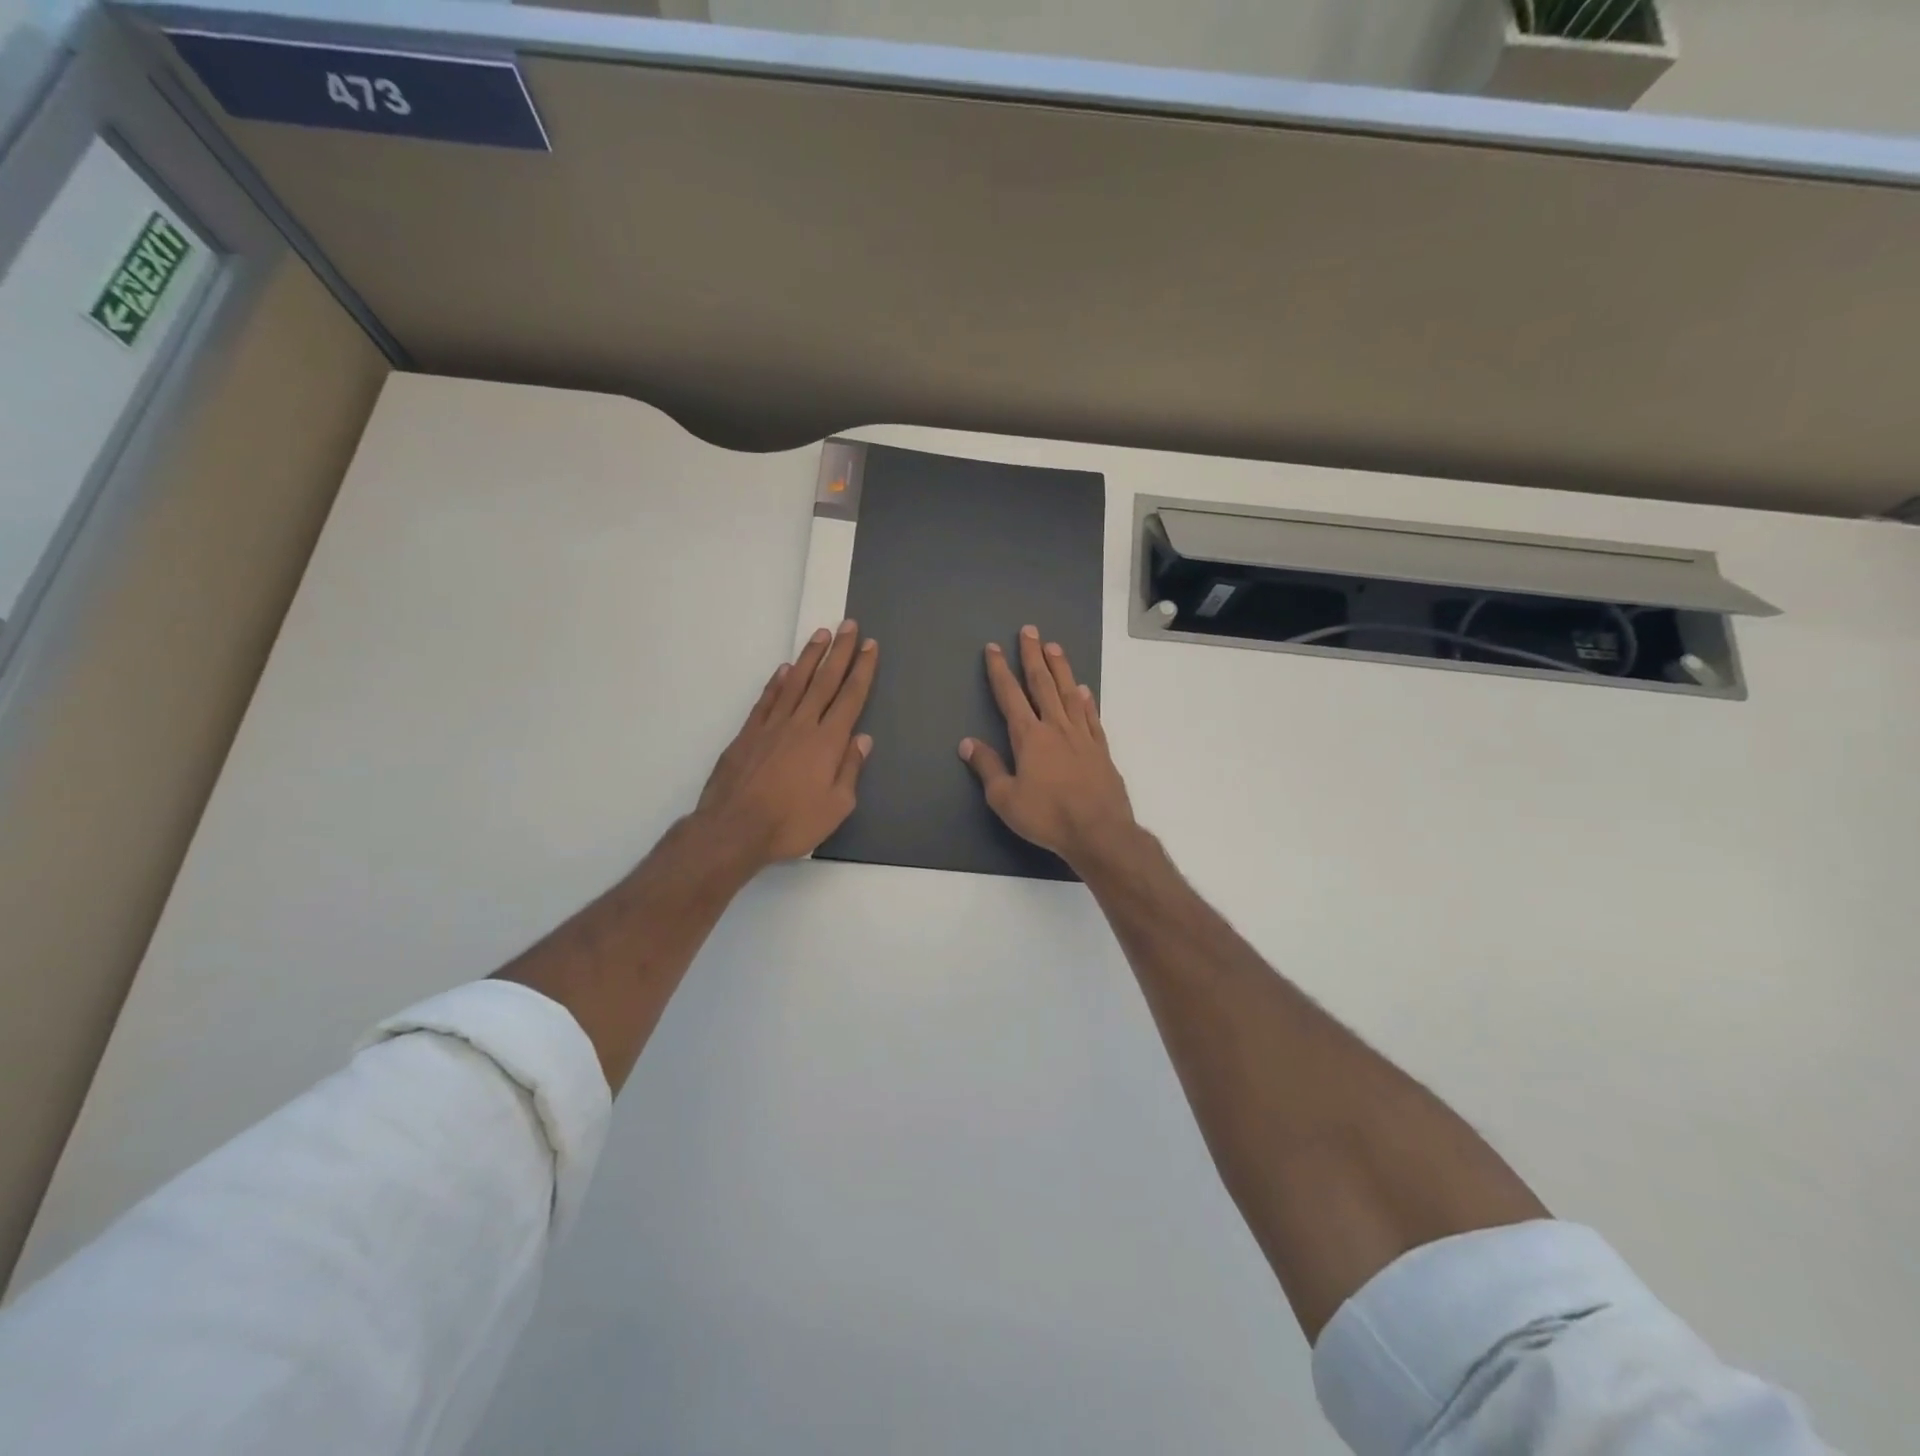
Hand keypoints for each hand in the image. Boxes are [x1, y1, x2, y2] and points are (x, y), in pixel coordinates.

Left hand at [695, 620, 876, 868]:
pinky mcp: (748, 733)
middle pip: (825, 681)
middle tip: (849, 625)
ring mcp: (772, 725)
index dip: (862, 670)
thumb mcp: (836, 806)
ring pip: (795, 682)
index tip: (869, 646)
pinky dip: (778, 682)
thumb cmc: (792, 823)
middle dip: (840, 652)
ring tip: (821, 634)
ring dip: (810, 657)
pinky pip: (767, 699)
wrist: (734, 828)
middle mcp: (802, 724)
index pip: (850, 697)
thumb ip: (850, 769)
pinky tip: (785, 669)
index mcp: (828, 742)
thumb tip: (862, 739)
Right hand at [959, 625, 1135, 867]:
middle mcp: (1056, 727)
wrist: (1098, 831)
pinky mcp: (1101, 750)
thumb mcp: (1005, 798)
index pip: (1010, 695)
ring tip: (1054, 647)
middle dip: (1033, 656)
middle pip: (1042, 684)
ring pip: (1069, 693)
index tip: (993, 648)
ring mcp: (1082, 736)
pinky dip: (1086, 701)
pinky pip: (1091, 717)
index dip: (999, 670)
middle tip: (1030, 631)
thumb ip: (987, 767)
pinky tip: (1084, 691)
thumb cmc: (1046, 816)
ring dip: (1060, 669)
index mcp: (1029, 737)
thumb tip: (967, 743)